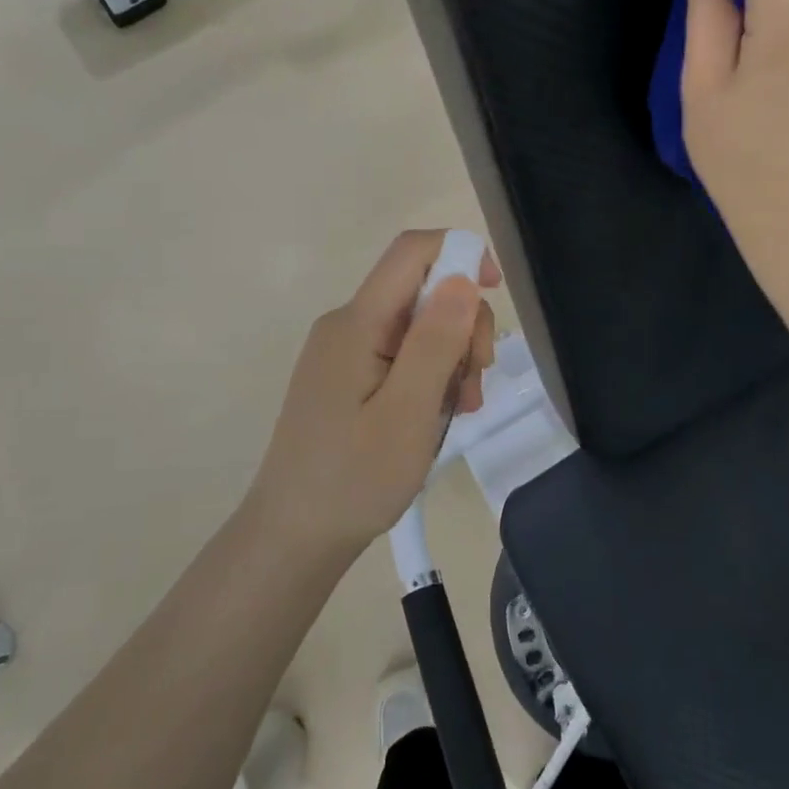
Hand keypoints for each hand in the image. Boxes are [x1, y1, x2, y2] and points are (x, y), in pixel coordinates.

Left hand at [247, 230, 499, 555]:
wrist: (294, 537)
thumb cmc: (354, 480)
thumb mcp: (408, 412)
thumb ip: (436, 342)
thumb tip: (461, 276)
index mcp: (357, 323)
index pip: (412, 251)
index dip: (460, 254)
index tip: (495, 293)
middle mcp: (348, 325)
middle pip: (421, 291)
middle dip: (462, 325)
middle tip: (477, 381)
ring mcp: (345, 352)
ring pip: (417, 326)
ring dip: (451, 358)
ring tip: (459, 410)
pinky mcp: (347, 377)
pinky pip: (400, 355)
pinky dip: (429, 376)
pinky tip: (437, 415)